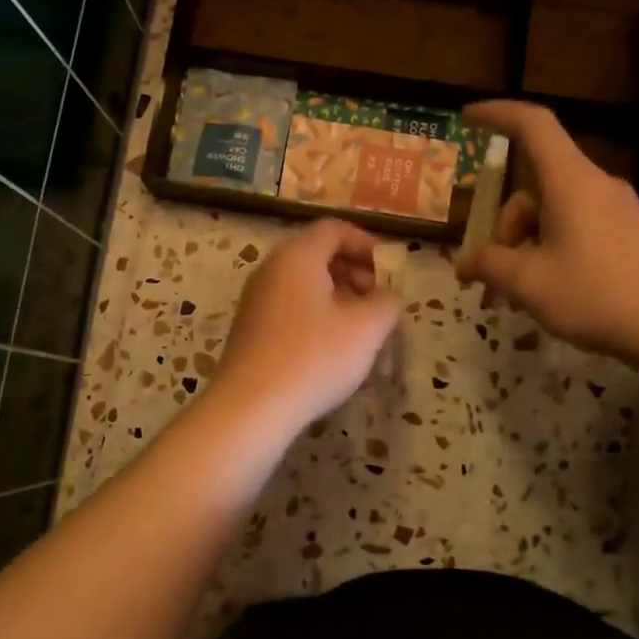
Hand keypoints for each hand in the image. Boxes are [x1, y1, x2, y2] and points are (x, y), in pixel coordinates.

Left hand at [209, 219, 401, 433]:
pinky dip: (319, 320)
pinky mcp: (252, 331)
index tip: (389, 273)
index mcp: (297, 257)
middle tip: (378, 304)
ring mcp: (257, 301)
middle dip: (356, 276)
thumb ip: (386, 302)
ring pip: (307, 288)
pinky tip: (335, 354)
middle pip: (319, 257)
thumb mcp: (366, 328)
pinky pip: (293, 311)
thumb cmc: (314, 358)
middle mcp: (272, 270)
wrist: (250, 408)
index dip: (367, 245)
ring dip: (340, 303)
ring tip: (363, 335)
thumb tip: (387, 296)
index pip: (334, 229)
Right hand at [454, 101, 638, 361]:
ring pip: (555, 215)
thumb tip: (464, 262)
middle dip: (506, 227)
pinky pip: (579, 232)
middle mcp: (595, 186)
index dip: (497, 114)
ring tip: (522, 297)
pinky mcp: (632, 237)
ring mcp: (618, 212)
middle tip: (494, 275)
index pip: (532, 125)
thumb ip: (490, 265)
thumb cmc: (598, 294)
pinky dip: (554, 255)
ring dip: (528, 248)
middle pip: (535, 188)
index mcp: (570, 181)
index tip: (467, 119)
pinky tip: (553, 295)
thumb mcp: (529, 283)